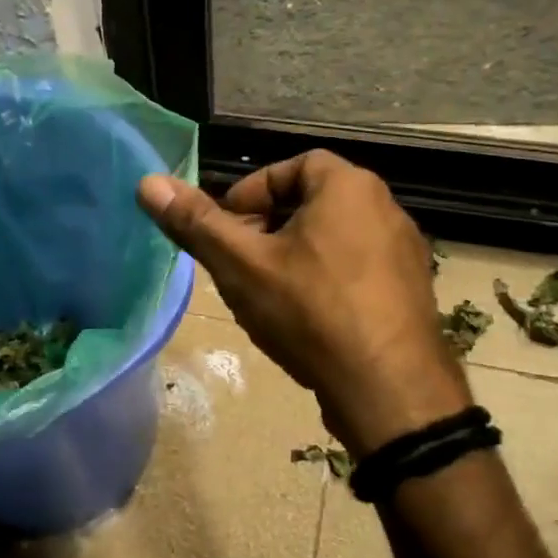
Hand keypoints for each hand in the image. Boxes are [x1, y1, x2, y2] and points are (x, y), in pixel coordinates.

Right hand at [138, 152, 467, 457]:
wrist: (390, 390)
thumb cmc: (311, 312)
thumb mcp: (242, 265)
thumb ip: (196, 223)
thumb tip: (148, 183)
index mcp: (349, 187)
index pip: (292, 166)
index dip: (251, 193)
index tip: (226, 229)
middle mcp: (385, 208)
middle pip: (311, 203)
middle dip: (266, 228)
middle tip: (238, 263)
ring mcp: (403, 253)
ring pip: (331, 240)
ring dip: (292, 257)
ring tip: (264, 295)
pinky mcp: (409, 292)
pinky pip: (355, 270)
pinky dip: (323, 282)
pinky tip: (303, 321)